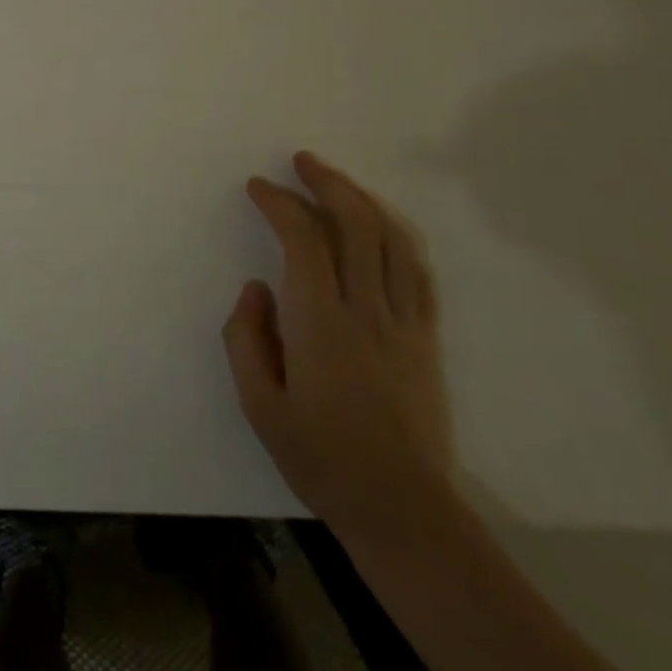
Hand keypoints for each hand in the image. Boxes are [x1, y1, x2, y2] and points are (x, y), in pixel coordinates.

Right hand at [223, 150, 453, 543]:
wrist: (402, 510)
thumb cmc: (320, 457)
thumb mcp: (259, 405)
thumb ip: (246, 338)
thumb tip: (256, 288)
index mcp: (321, 323)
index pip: (303, 239)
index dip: (280, 203)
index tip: (258, 187)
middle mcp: (366, 310)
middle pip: (355, 223)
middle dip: (326, 182)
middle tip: (300, 161)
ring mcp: (403, 322)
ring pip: (391, 239)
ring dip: (362, 199)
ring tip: (335, 180)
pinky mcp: (425, 338)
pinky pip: (416, 271)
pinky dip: (395, 236)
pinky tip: (379, 227)